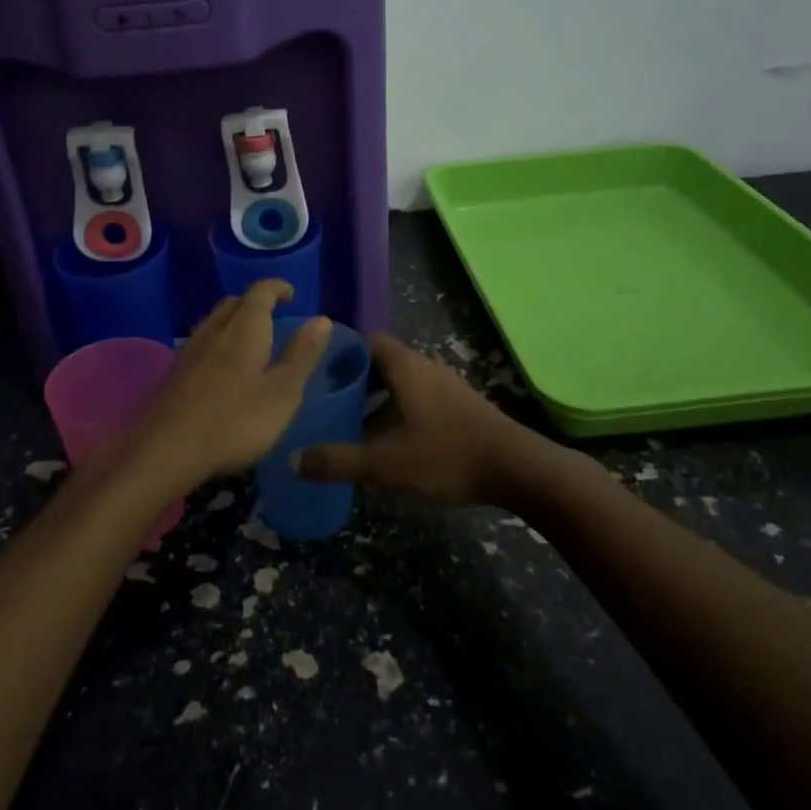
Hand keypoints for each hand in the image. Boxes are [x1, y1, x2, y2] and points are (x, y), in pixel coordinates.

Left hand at [118, 281, 331, 496]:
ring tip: (249, 340)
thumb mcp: (282, 392)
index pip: (261, 292)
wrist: (165, 450)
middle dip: (254, 303)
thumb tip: (322, 318)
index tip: (291, 293)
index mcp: (245, 328)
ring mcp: (189, 351)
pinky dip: (217, 344)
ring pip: (214, 322)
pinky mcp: (174, 373)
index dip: (277, 287)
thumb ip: (302, 354)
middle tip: (273, 315)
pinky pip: (201, 344)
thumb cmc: (235, 420)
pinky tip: (221, 369)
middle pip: (234, 303)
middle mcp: (214, 329)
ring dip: (233, 322)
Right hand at [295, 333, 528, 506]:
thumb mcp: (386, 463)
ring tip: (351, 425)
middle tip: (327, 401)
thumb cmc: (447, 455)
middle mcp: (425, 367)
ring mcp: (446, 386)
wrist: (518, 469)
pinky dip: (398, 411)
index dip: (340, 352)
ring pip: (401, 383)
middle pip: (381, 362)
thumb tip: (292, 459)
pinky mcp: (460, 406)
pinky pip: (418, 398)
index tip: (315, 371)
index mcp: (405, 367)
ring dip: (377, 399)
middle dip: (354, 380)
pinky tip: (390, 443)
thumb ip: (338, 461)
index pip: (366, 341)